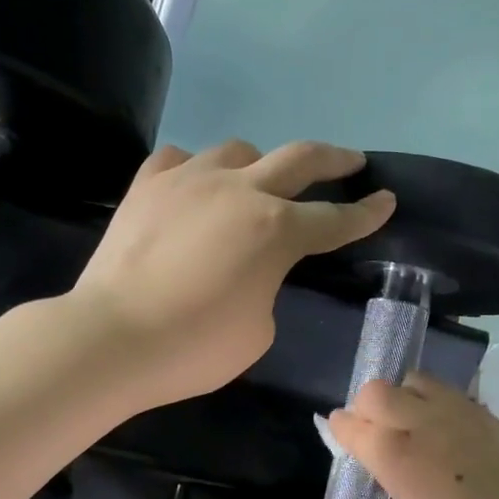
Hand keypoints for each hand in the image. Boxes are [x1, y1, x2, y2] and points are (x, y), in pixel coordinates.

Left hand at [71, 140, 393, 407]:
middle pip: (299, 158)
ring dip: (259, 165)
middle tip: (351, 161)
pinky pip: (180, 159)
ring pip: (238, 151)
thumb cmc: (193, 347)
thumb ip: (268, 287)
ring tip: (259, 183)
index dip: (366, 213)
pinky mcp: (147, 185)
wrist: (111, 338)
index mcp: (276, 231)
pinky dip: (197, 169)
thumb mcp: (258, 331)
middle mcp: (239, 191)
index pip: (334, 219)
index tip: (386, 200)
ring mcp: (189, 179)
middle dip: (333, 159)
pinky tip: (195, 186)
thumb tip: (252, 269)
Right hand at [327, 373, 498, 498]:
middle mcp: (430, 425)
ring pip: (419, 382)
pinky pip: (455, 399)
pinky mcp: (496, 423)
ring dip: (405, 400)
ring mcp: (468, 418)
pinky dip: (439, 409)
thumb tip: (386, 461)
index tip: (341, 434)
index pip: (354, 424)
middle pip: (380, 391)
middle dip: (368, 408)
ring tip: (412, 430)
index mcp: (400, 458)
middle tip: (375, 435)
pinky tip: (447, 439)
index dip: (342, 429)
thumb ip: (394, 481)